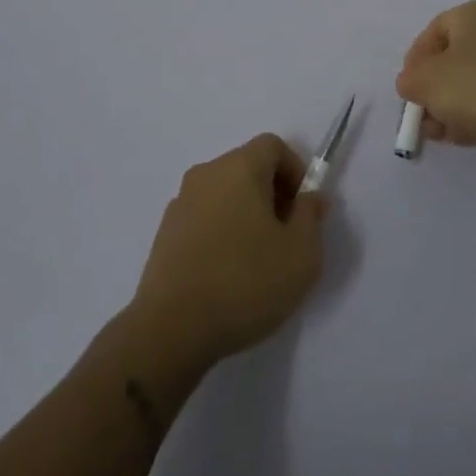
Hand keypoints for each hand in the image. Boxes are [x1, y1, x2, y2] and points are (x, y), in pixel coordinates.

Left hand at [130, 134, 325, 367]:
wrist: (171, 329)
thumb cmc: (246, 282)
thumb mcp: (301, 253)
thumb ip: (311, 216)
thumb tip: (309, 197)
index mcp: (239, 167)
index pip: (272, 146)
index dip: (295, 170)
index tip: (303, 209)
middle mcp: (206, 174)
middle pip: (247, 167)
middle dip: (272, 194)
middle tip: (285, 236)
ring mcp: (181, 203)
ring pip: (224, 194)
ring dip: (246, 214)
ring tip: (257, 260)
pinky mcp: (164, 234)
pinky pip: (203, 218)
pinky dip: (221, 232)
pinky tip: (227, 274)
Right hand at [396, 0, 475, 159]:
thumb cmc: (474, 85)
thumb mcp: (425, 81)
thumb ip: (409, 80)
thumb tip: (411, 84)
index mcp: (473, 14)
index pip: (434, 30)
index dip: (415, 59)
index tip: (408, 86)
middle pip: (454, 59)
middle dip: (433, 89)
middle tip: (422, 114)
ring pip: (474, 82)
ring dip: (451, 107)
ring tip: (439, 133)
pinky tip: (462, 137)